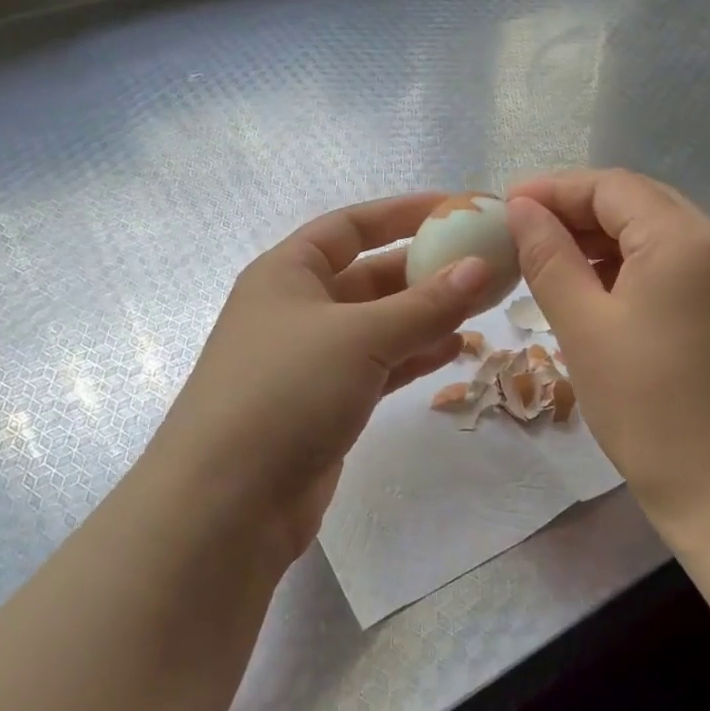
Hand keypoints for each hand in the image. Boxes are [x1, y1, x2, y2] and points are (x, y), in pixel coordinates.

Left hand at [147, 193, 489, 561]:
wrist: (227, 502)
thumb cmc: (286, 392)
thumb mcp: (361, 337)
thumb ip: (425, 303)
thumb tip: (480, 267)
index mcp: (287, 273)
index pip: (350, 225)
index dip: (402, 212)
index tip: (455, 208)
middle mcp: (297, 308)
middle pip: (370, 275)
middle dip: (424, 269)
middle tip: (482, 265)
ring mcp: (310, 359)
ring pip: (379, 324)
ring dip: (426, 315)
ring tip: (480, 307)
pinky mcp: (325, 403)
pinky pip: (379, 365)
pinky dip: (414, 355)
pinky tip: (454, 350)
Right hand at [506, 169, 709, 544]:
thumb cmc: (645, 407)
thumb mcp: (583, 327)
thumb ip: (549, 257)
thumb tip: (522, 209)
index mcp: (683, 238)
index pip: (610, 186)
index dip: (554, 189)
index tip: (505, 205)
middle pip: (637, 201)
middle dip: (577, 210)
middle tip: (523, 231)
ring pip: (656, 232)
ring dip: (603, 238)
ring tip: (551, 259)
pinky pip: (676, 263)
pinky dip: (632, 264)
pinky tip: (597, 286)